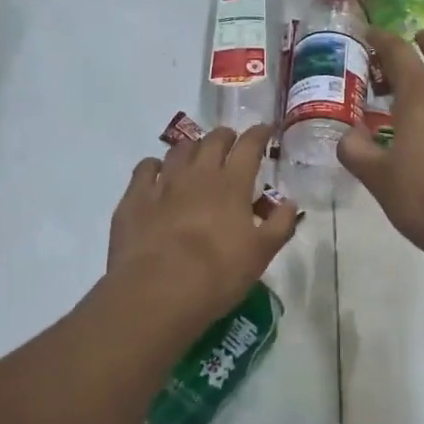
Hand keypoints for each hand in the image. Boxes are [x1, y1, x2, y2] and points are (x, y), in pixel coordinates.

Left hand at [108, 126, 297, 327]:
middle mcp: (198, 174)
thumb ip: (280, 224)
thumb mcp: (261, 254)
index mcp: (232, 183)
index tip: (265, 131)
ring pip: (179, 149)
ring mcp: (163, 183)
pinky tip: (158, 174)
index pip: (249, 145)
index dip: (259, 133)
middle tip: (231, 144)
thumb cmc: (218, 274)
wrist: (157, 292)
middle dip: (226, 137)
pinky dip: (156, 166)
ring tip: (197, 157)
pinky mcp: (134, 198)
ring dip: (193, 148)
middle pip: (213, 140)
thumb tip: (289, 202)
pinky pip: (145, 168)